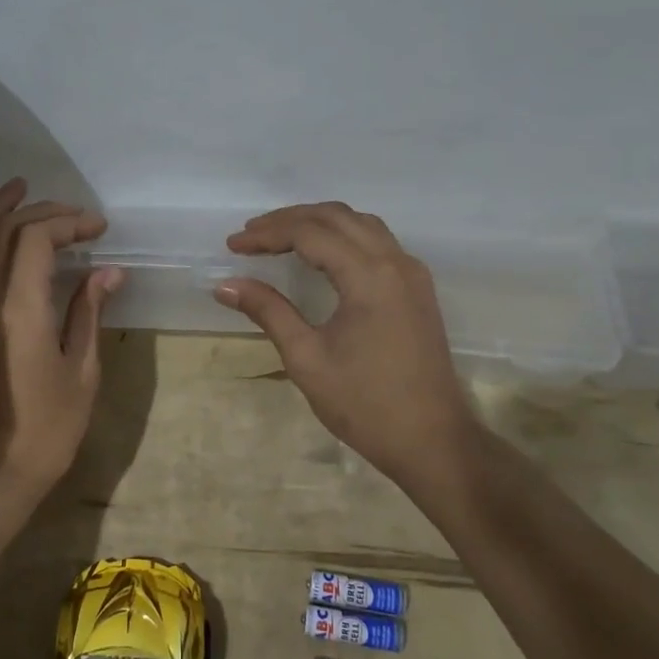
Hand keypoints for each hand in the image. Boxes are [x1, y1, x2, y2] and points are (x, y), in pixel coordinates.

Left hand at [0, 179, 122, 502]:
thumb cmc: (46, 429)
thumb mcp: (82, 371)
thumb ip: (89, 313)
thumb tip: (108, 273)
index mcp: (18, 308)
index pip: (35, 237)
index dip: (69, 222)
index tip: (98, 229)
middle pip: (4, 229)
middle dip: (42, 211)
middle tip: (76, 216)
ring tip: (20, 189)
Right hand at [216, 203, 478, 491]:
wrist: (433, 442)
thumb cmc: (366, 405)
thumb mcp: (307, 358)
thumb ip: (268, 312)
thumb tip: (224, 285)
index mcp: (369, 276)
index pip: (309, 233)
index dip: (267, 234)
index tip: (232, 245)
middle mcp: (394, 262)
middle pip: (336, 217)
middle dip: (289, 219)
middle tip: (250, 234)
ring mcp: (411, 273)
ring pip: (360, 223)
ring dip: (318, 222)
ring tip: (280, 236)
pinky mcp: (417, 288)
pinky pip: (377, 241)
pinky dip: (343, 235)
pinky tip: (322, 253)